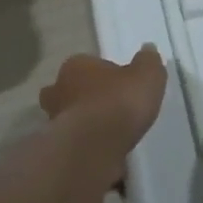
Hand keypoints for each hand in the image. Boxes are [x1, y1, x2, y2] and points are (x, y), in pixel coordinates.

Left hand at [39, 46, 168, 155]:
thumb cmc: (119, 102)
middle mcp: (58, 89)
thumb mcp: (147, 76)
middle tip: (110, 109)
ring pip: (70, 117)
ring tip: (110, 135)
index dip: (104, 75)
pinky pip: (75, 141)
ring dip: (85, 123)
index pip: (88, 65)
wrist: (95, 146)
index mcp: (76, 65)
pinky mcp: (58, 146)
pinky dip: (87, 145)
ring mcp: (55, 119)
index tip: (121, 86)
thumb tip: (148, 49)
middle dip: (86, 98)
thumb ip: (148, 62)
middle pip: (72, 90)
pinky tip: (105, 152)